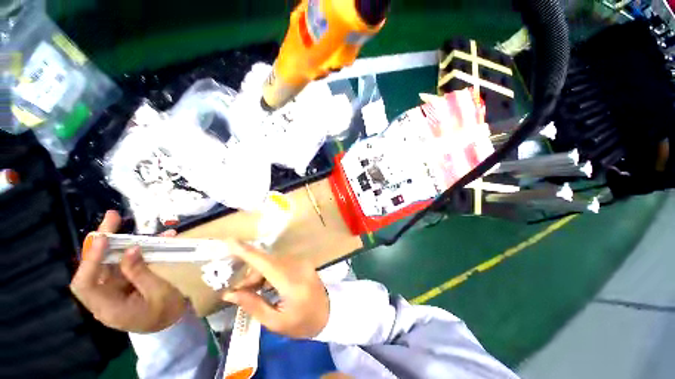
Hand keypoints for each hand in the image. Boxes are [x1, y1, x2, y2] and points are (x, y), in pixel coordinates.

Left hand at [70, 210, 186, 332]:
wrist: (171, 323)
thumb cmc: (166, 312)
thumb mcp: (159, 293)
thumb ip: (141, 273)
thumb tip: (130, 250)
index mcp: (109, 308)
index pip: (85, 284)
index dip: (91, 260)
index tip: (104, 239)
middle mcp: (104, 297)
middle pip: (93, 267)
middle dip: (101, 242)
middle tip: (112, 218)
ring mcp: (112, 289)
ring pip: (107, 262)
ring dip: (116, 241)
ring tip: (124, 222)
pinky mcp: (122, 282)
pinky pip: (123, 263)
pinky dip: (134, 250)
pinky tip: (151, 240)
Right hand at [222, 243, 329, 338]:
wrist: (330, 312)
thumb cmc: (303, 323)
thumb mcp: (276, 322)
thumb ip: (253, 305)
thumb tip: (230, 294)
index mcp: (292, 283)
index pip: (266, 263)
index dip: (247, 252)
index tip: (229, 241)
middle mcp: (298, 266)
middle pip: (267, 261)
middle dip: (251, 274)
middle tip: (240, 292)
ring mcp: (302, 262)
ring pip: (273, 260)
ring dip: (260, 273)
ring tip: (253, 291)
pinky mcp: (303, 261)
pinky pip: (281, 261)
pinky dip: (270, 271)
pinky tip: (266, 285)